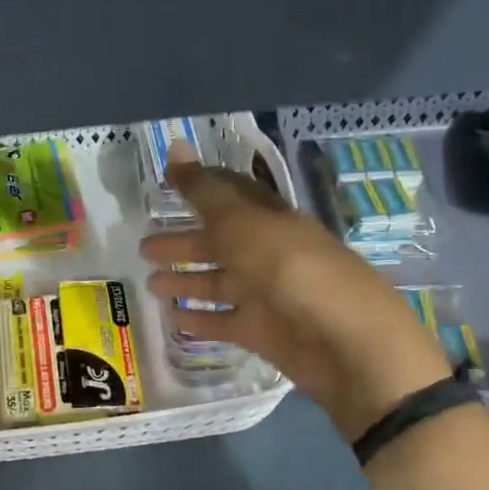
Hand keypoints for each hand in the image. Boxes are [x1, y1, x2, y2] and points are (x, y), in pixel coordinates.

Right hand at [140, 154, 452, 442]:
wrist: (345, 342)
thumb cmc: (290, 269)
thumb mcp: (242, 223)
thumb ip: (204, 191)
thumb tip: (176, 146)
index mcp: (269, 219)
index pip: (231, 195)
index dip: (201, 188)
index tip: (168, 184)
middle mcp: (267, 253)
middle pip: (219, 242)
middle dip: (183, 241)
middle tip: (143, 246)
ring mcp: (266, 295)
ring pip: (218, 282)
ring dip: (185, 280)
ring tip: (149, 282)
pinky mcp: (262, 332)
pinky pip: (224, 321)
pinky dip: (200, 319)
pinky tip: (173, 318)